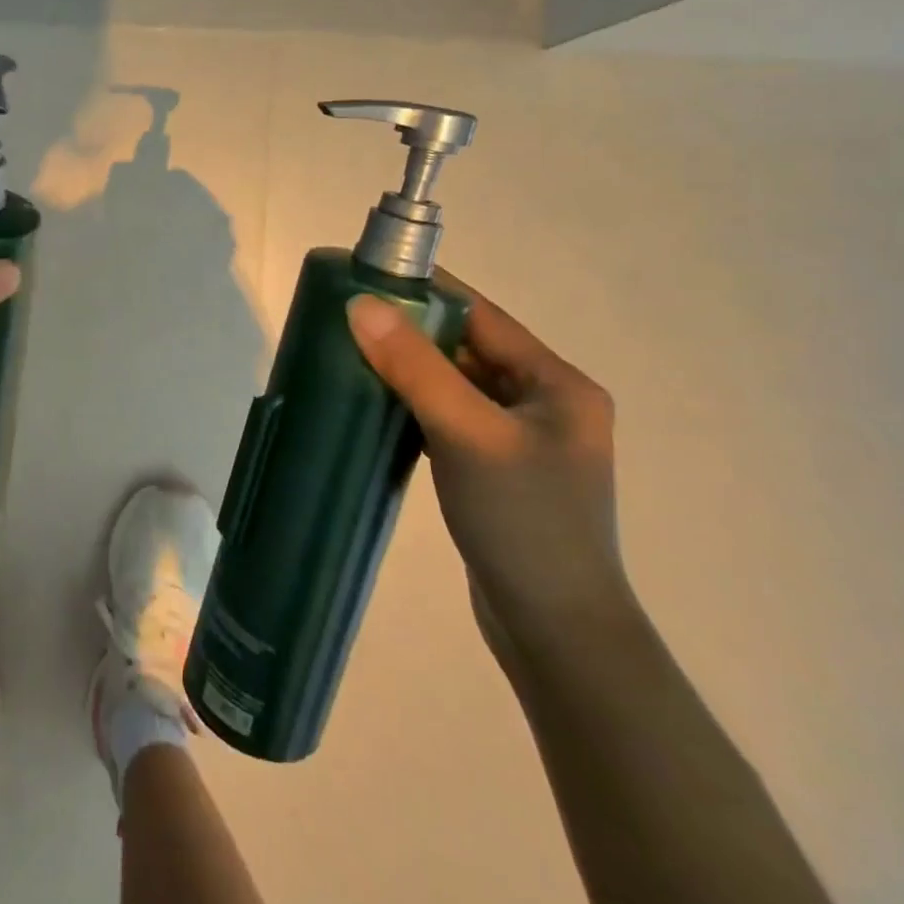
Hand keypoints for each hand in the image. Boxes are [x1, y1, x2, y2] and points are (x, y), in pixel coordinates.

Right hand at [348, 276, 631, 660]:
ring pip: (453, 384)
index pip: (482, 315)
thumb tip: (360, 304)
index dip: (427, 291)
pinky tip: (374, 404)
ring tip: (349, 353)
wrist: (555, 628)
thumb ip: (414, 367)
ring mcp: (520, 439)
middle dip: (408, 330)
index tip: (368, 275)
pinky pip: (447, 417)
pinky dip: (412, 404)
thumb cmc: (524, 521)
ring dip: (407, 368)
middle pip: (466, 348)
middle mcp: (544, 403)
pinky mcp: (495, 469)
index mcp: (557, 384)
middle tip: (346, 316)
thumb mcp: (468, 434)